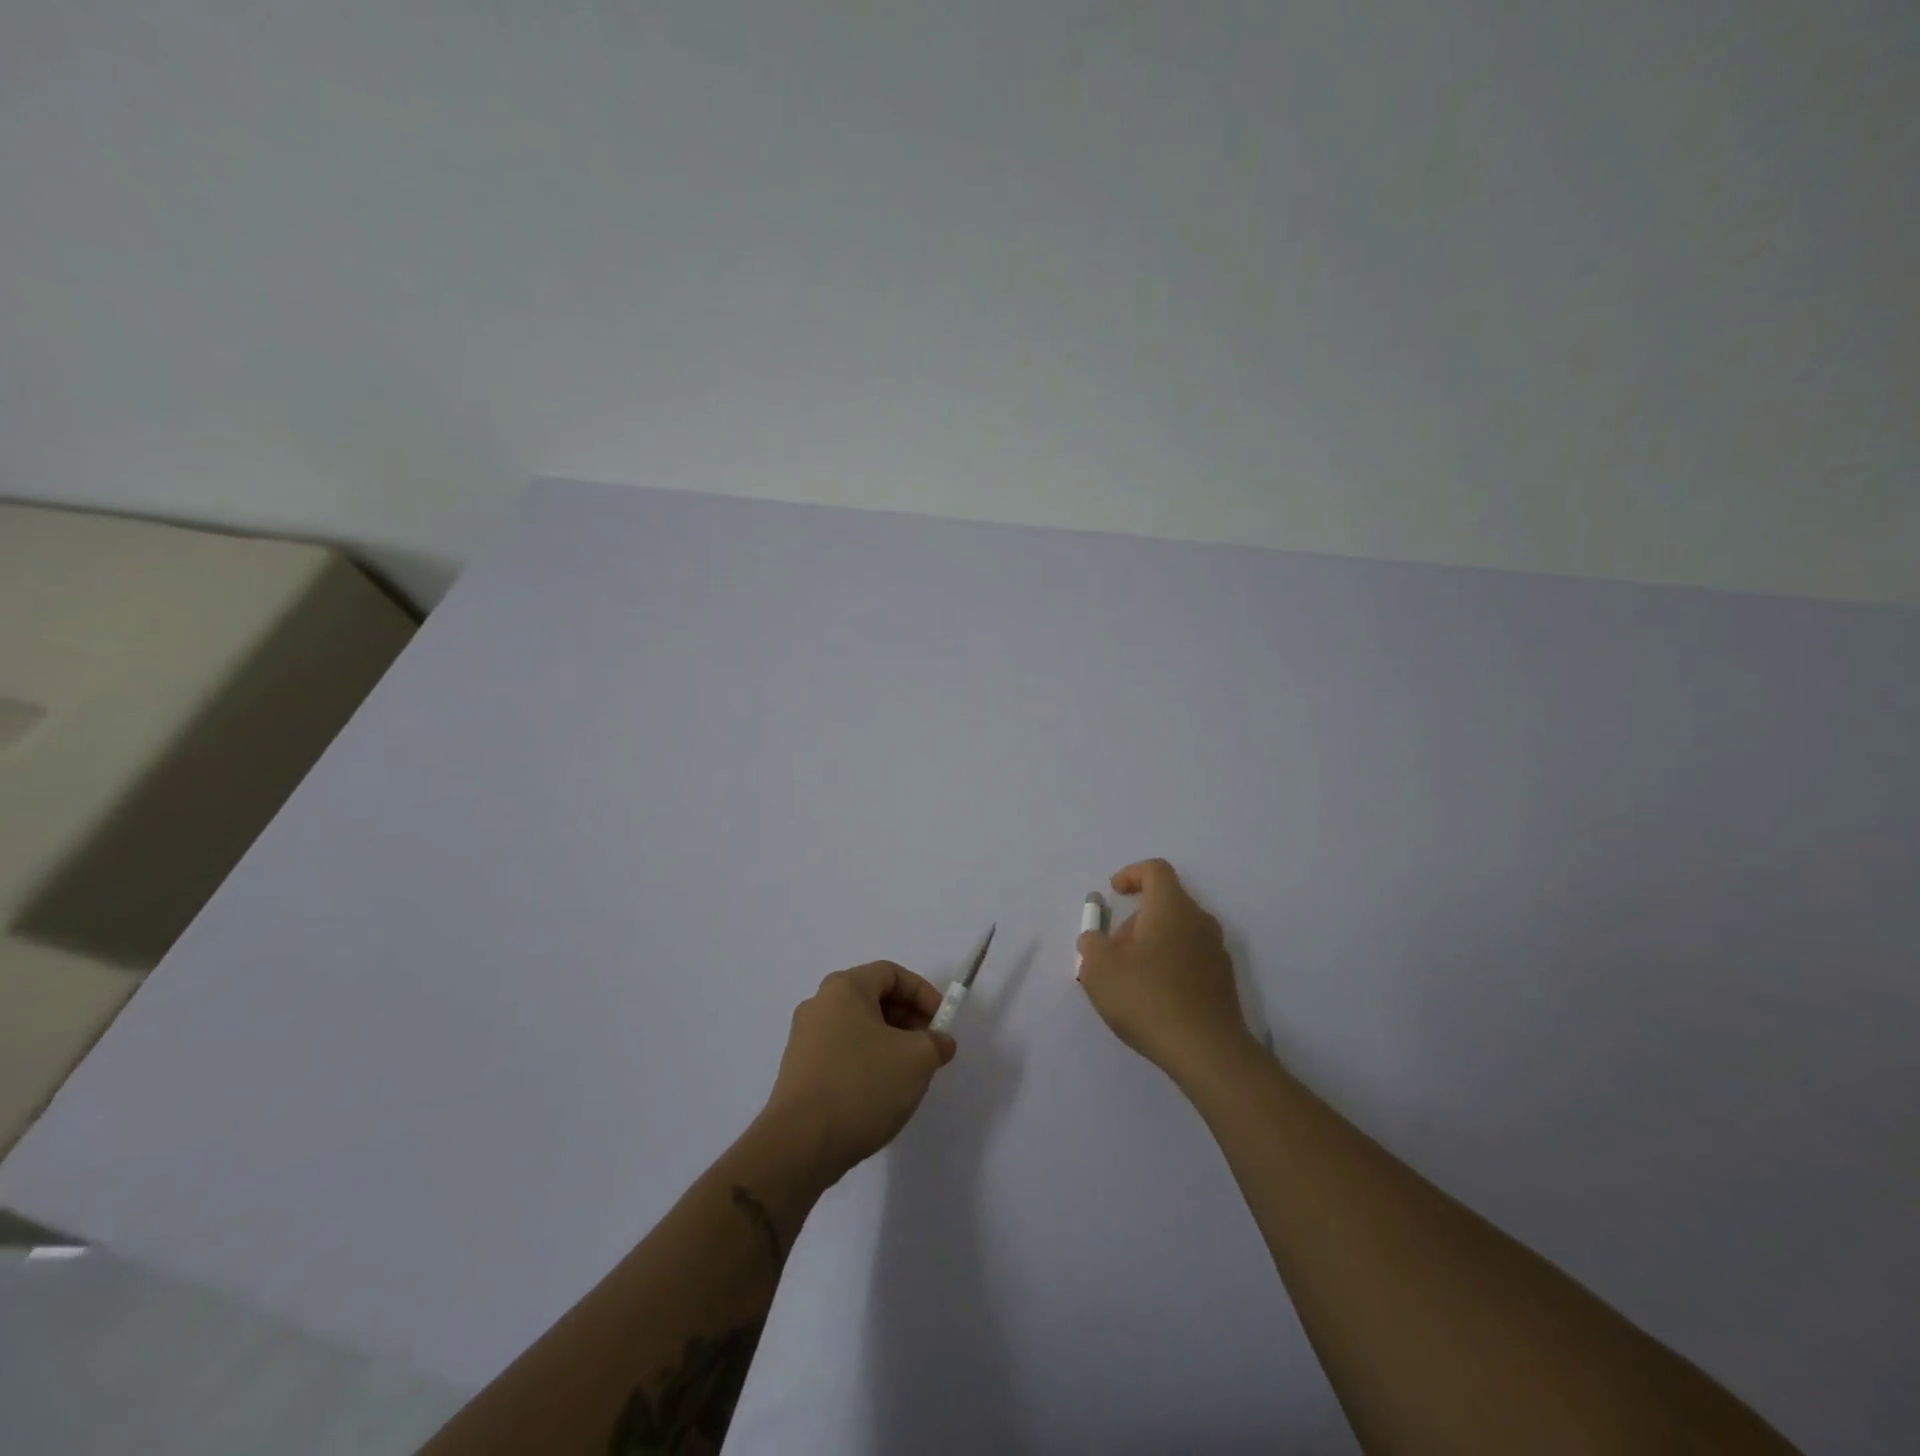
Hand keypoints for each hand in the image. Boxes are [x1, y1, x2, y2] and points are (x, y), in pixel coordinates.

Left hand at [762, 961, 956, 1182]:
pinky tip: (881, 1093)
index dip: (923, 992)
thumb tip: (940, 1042)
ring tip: (909, 1074)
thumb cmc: (862, 1085)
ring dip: (890, 1043)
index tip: (942, 1022)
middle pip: (873, 998)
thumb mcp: (916, 1059)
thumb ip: (936, 1043)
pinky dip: (868, 1062)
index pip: (891, 973)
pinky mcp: (799, 1072)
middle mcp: (819, 1005)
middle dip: (908, 1019)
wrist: (800, 1146)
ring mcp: (805, 1039)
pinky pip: (843, 1053)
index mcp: (843, 988)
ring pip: (859, 1028)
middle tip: (929, 1048)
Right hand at [1077, 859, 1254, 1081]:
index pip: (1155, 870)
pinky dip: (1169, 963)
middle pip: (1165, 902)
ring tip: (1129, 977)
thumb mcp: (1099, 970)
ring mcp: (1216, 950)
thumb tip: (1095, 938)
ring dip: (1151, 942)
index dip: (1131, 874)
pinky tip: (1153, 997)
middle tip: (1112, 949)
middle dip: (1135, 918)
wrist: (1208, 1051)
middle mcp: (1199, 921)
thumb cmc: (1148, 999)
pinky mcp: (1223, 979)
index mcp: (1171, 908)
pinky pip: (1190, 956)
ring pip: (1178, 930)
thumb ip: (1091, 944)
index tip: (1113, 894)